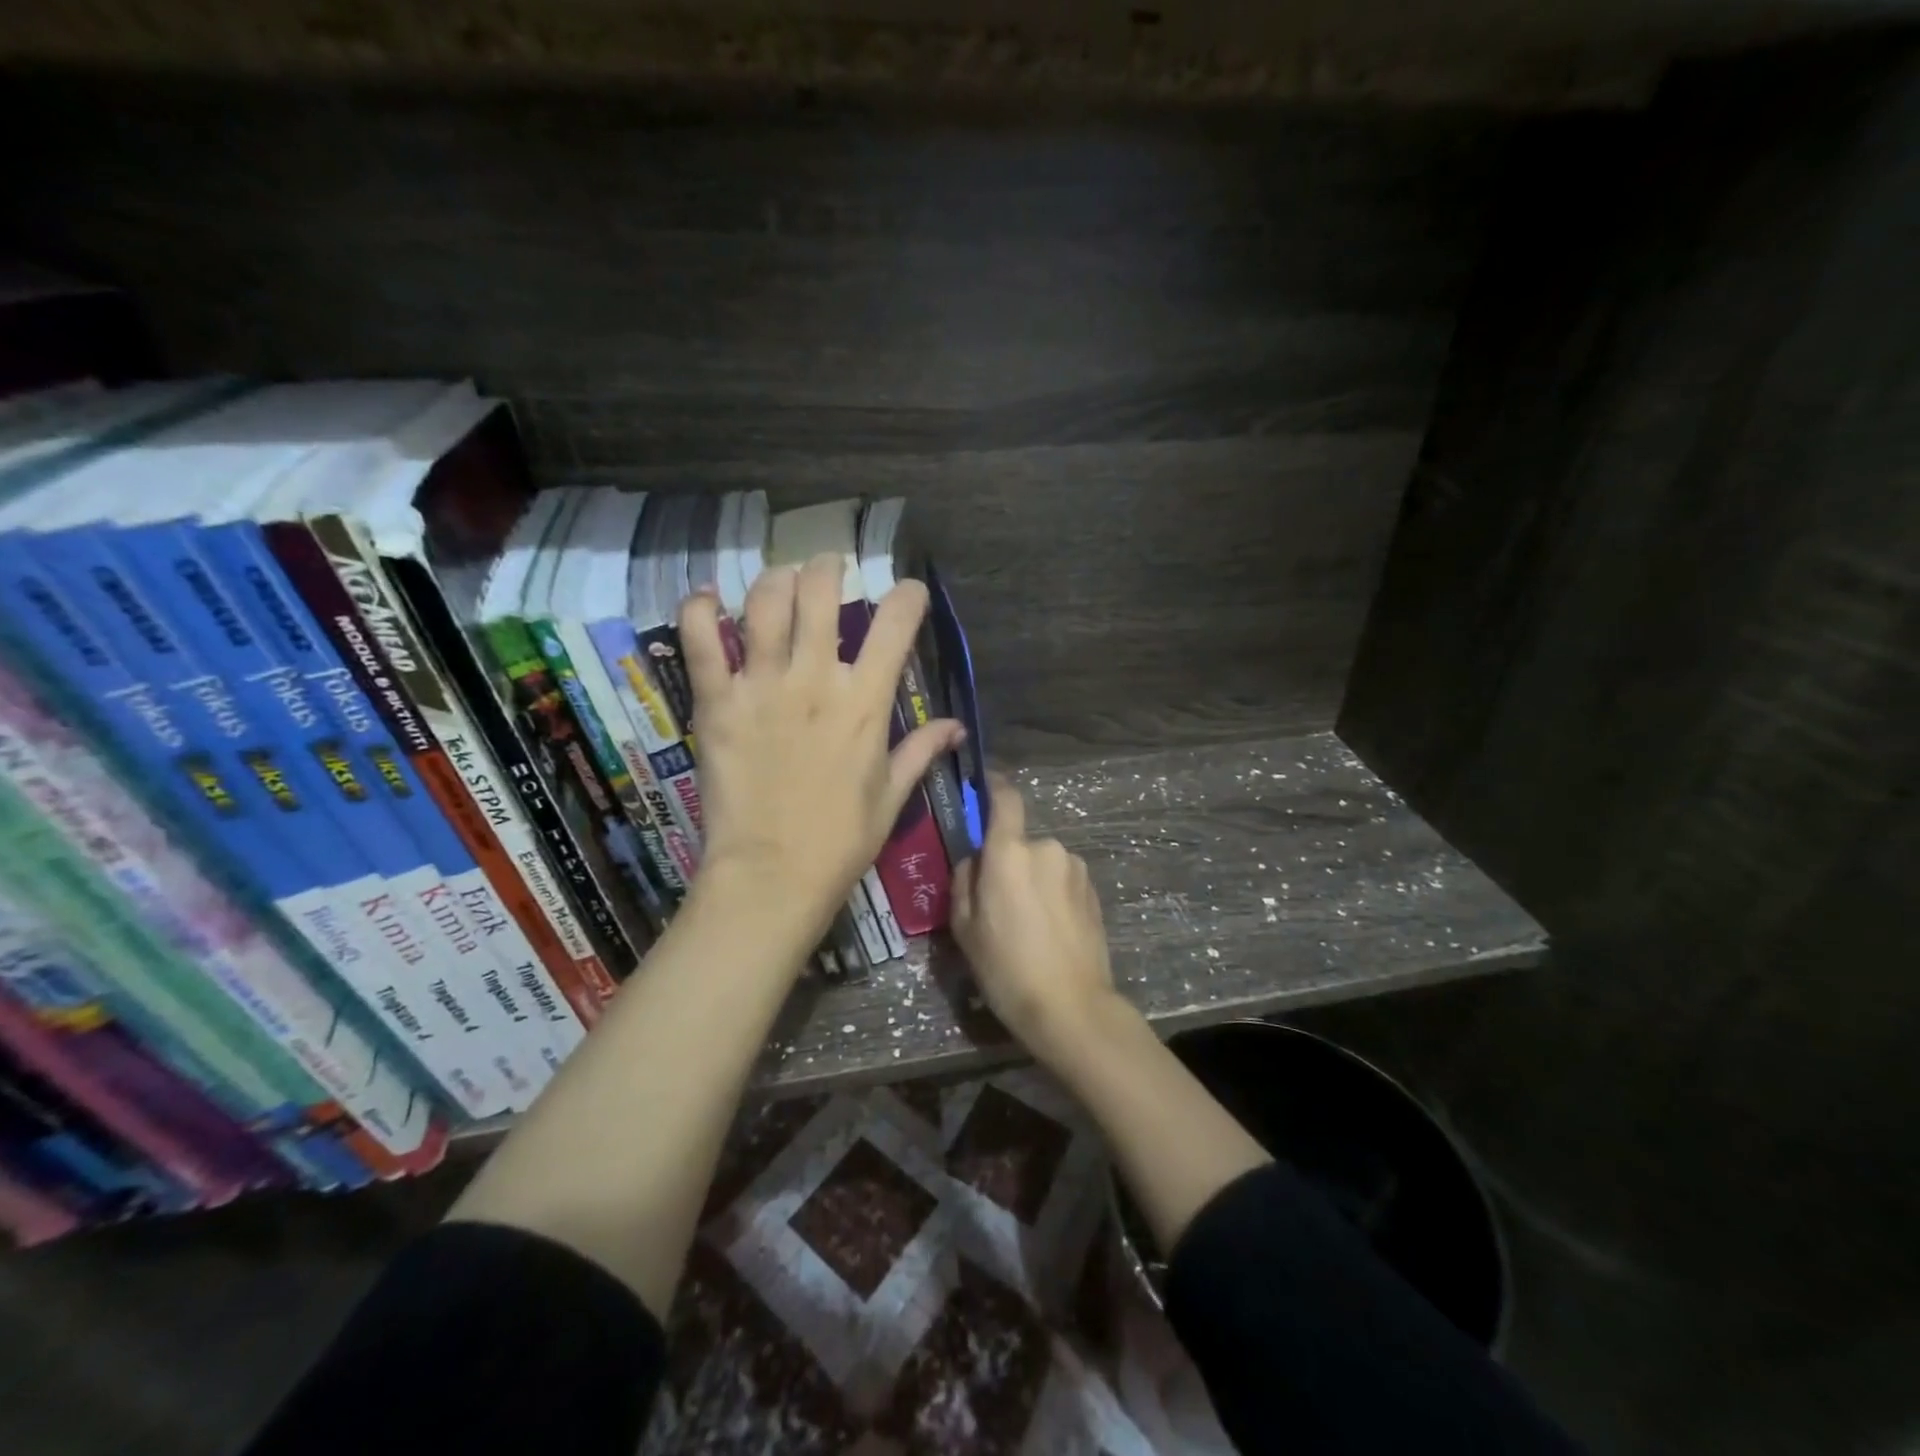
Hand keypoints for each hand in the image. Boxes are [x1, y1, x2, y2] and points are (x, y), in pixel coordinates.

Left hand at [678, 554, 963, 947]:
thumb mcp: (891, 796)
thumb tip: (958, 727)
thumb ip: (921, 751)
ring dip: (775, 579)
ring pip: (765, 603)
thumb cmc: (841, 840)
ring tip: (780, 579)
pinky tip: (706, 598)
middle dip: (828, 568)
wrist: (772, 875)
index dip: (907, 597)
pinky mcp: (717, 703)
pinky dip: (699, 610)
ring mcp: (762, 687)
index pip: (895, 626)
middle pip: (821, 594)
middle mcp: (815, 680)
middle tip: (827, 569)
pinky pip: (701, 641)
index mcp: (865, 702)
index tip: (908, 593)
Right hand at [950, 773, 1130, 1065]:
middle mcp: (1047, 849)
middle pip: (1020, 841)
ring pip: (1043, 863)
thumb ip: (965, 881)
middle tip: (997, 901)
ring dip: (1032, 879)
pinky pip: (1062, 880)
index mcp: (1010, 852)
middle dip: (1008, 860)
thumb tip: (975, 860)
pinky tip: (1050, 930)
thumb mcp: (965, 927)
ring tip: (1027, 924)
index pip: (1005, 799)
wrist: (1071, 1007)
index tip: (984, 786)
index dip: (994, 787)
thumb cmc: (1006, 968)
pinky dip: (1052, 894)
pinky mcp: (1094, 891)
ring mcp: (1076, 869)